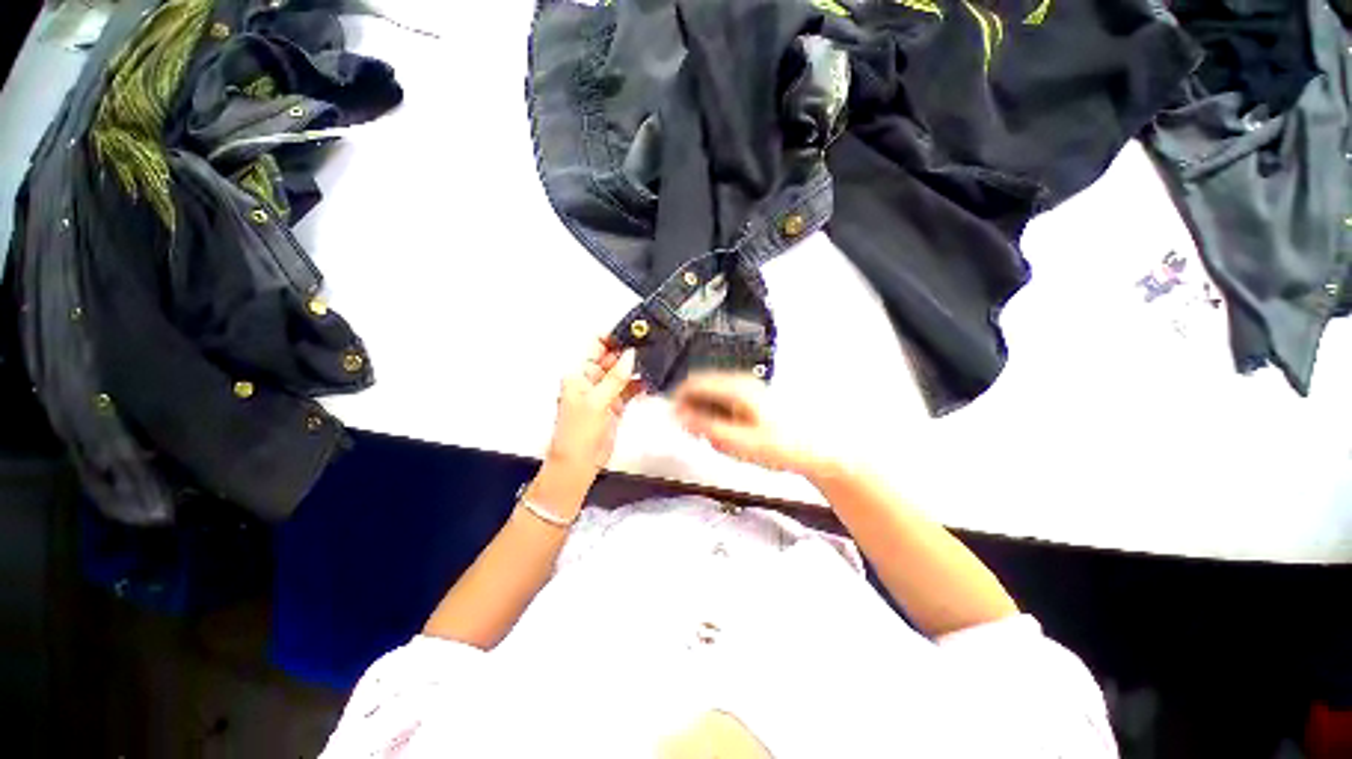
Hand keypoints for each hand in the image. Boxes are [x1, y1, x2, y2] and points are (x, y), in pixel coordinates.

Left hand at [546, 337, 641, 476]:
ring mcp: (604, 393)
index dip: (612, 337)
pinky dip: (639, 384)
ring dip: (636, 367)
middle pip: (611, 358)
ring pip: (622, 373)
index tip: (633, 331)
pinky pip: (629, 389)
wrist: (579, 463)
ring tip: (656, 357)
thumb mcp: (596, 402)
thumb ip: (615, 378)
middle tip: (652, 342)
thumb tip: (631, 354)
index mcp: (579, 374)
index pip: (595, 347)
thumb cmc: (578, 432)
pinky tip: (652, 379)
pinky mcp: (615, 405)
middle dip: (629, 350)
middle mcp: (591, 380)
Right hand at [672, 372, 826, 476]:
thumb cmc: (781, 446)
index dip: (677, 399)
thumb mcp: (739, 442)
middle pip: (703, 389)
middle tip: (696, 437)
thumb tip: (678, 415)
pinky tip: (730, 437)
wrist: (821, 450)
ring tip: (717, 441)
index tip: (671, 420)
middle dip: (693, 411)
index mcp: (736, 387)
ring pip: (714, 398)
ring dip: (707, 417)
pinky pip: (727, 405)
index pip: (694, 383)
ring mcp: (749, 390)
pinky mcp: (754, 400)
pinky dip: (720, 419)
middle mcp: (741, 382)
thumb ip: (705, 427)